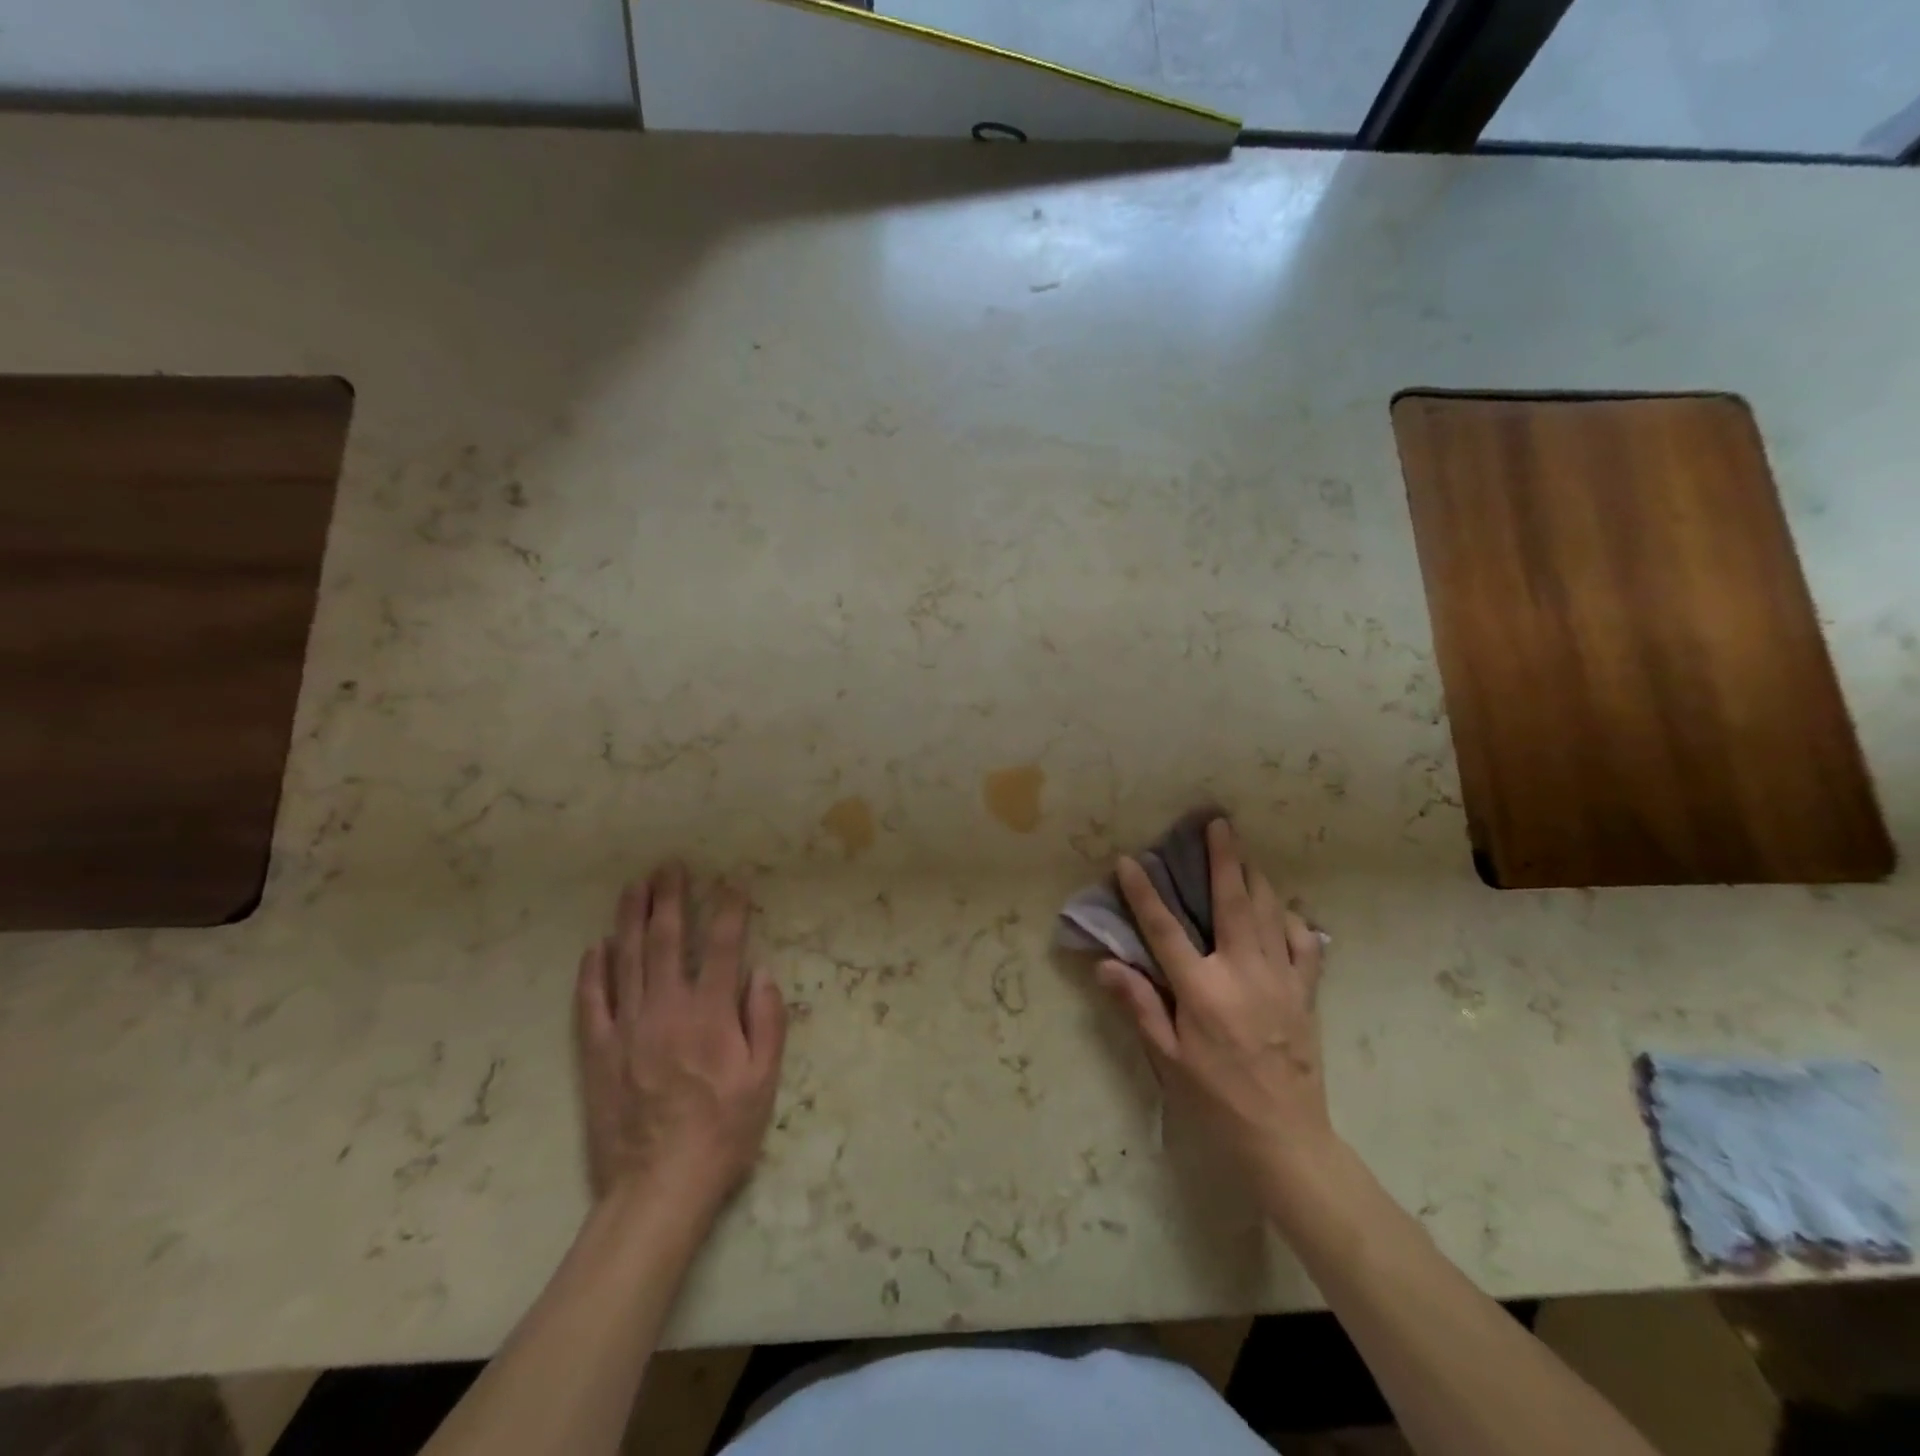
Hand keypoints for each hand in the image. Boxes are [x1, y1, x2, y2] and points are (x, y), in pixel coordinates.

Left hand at [575, 864, 787, 1220]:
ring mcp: (626, 1028)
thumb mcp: (764, 1080)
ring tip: (634, 887)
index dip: (728, 910)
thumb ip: (768, 1021)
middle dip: (670, 899)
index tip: (732, 884)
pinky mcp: (598, 1052)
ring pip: (627, 960)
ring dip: (630, 919)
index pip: (722, 947)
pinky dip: (593, 971)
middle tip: (670, 867)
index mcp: (710, 1015)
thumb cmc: (722, 1132)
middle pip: (666, 941)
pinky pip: (591, 1002)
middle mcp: (666, 1009)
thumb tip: (762, 973)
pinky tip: (595, 947)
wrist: (657, 1187)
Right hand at [1095, 818, 1334, 1189]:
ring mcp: (1281, 979)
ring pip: (1270, 913)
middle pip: (1232, 902)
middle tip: (1217, 823)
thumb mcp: (1169, 1059)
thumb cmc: (1217, 1099)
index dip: (1144, 892)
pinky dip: (1292, 920)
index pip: (1165, 929)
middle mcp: (1244, 973)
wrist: (1286, 1138)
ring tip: (1244, 852)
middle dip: (1223, 858)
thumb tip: (1106, 963)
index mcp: (1203, 990)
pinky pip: (1304, 944)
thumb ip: (1139, 1005)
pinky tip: (1283, 911)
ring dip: (1256, 877)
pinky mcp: (1306, 992)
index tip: (1130, 861)